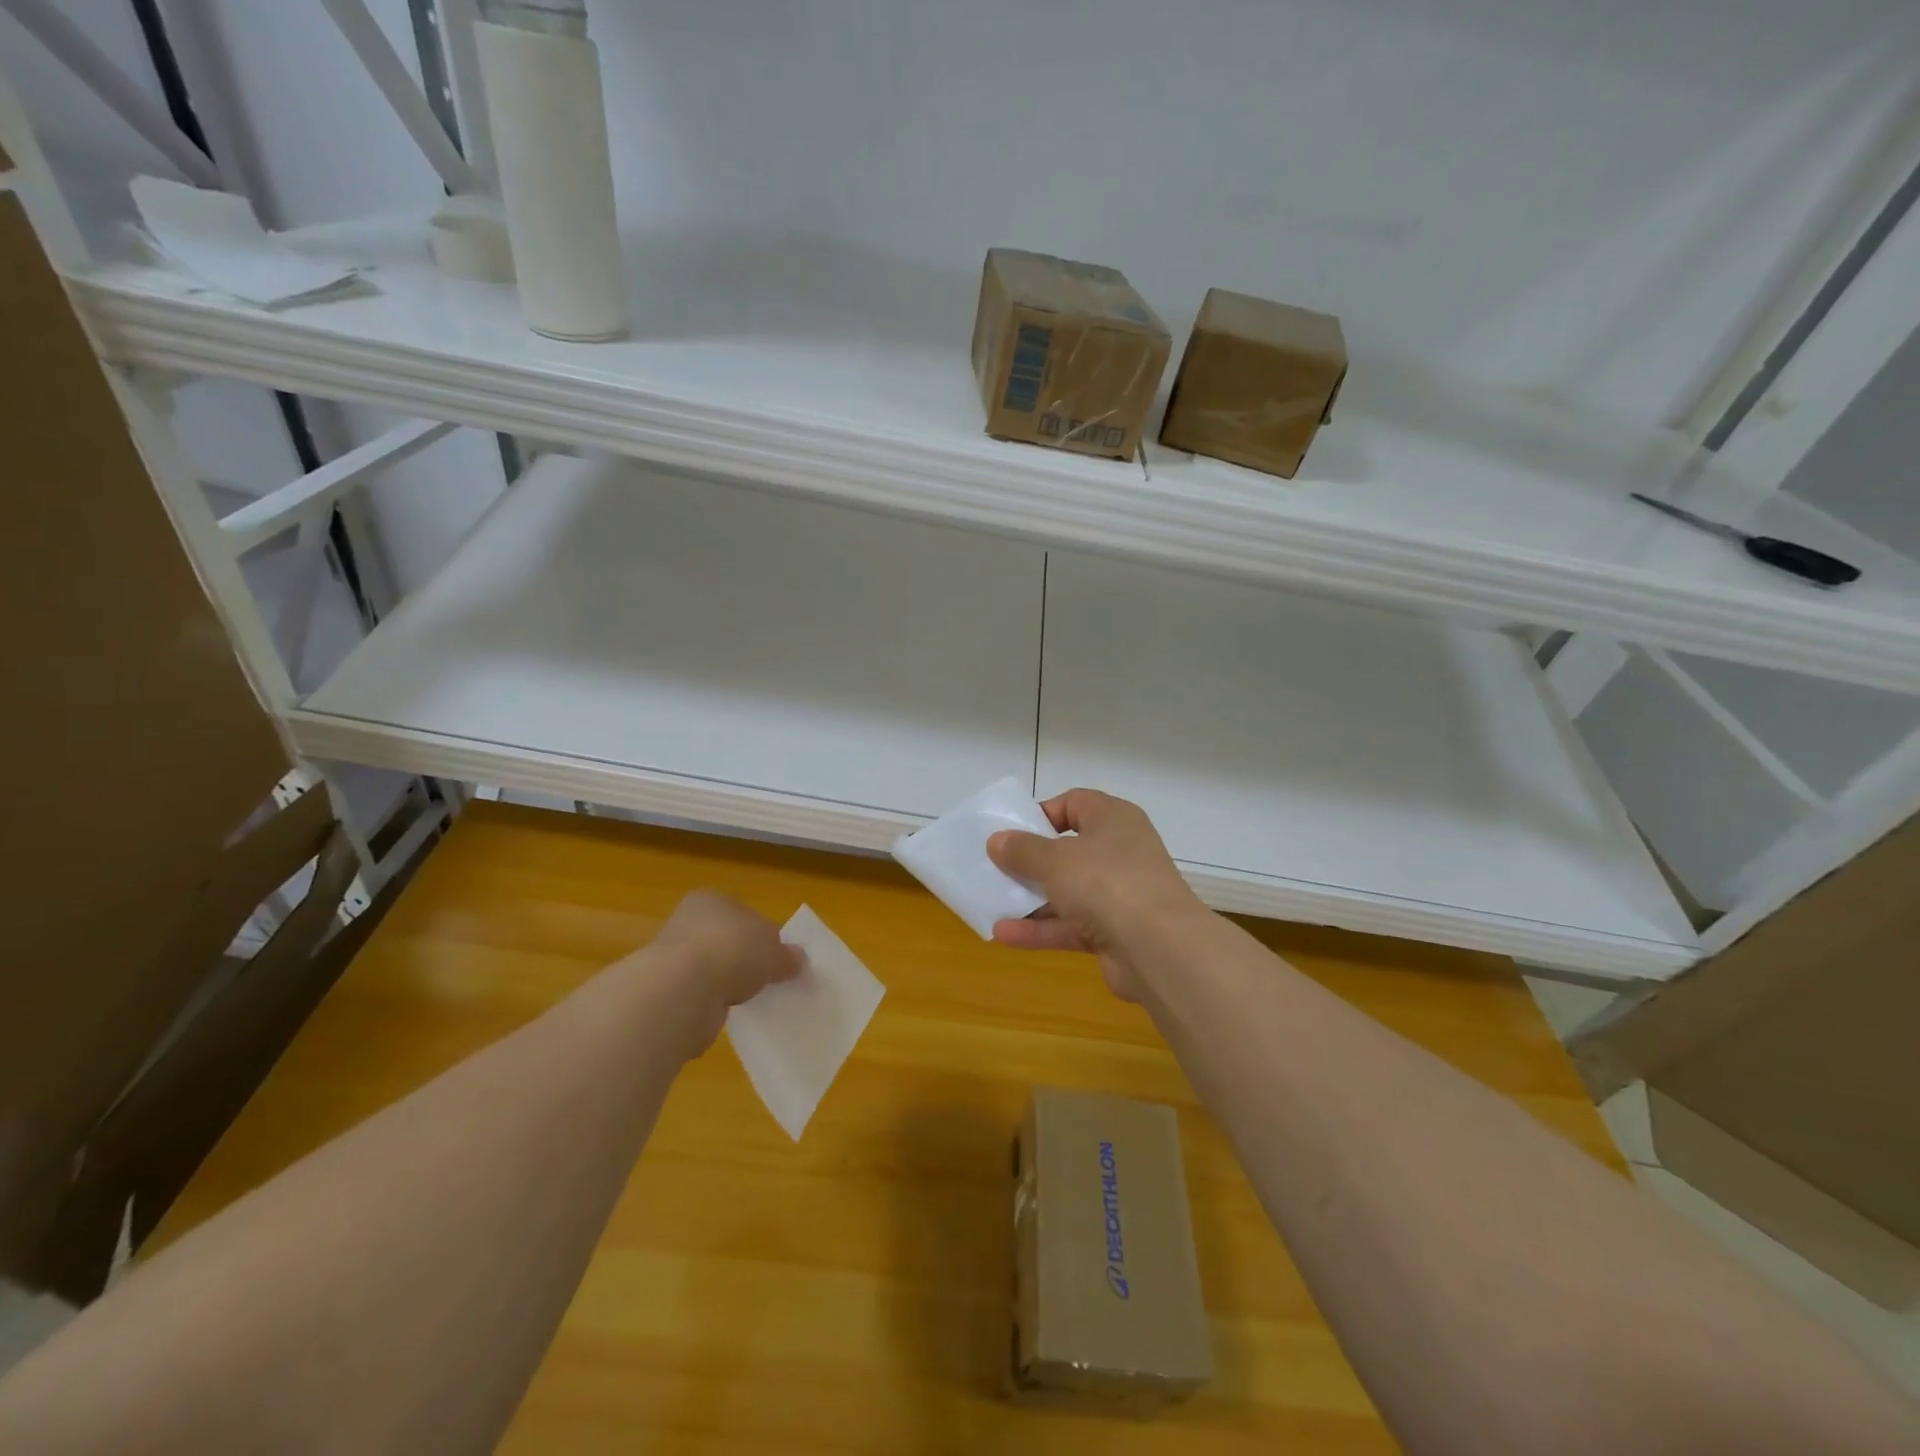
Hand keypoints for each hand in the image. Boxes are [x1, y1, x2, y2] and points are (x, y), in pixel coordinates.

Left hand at [647, 891, 803, 1055]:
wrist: (682, 991)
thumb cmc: (733, 950)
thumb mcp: (775, 950)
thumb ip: (787, 955)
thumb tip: (799, 960)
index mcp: (712, 900)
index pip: (743, 912)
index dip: (763, 933)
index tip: (778, 956)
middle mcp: (688, 922)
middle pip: (726, 941)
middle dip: (745, 960)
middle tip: (768, 979)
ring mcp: (673, 958)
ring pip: (712, 969)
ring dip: (727, 984)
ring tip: (751, 1000)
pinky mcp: (667, 992)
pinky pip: (700, 996)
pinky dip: (712, 1005)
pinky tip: (728, 1015)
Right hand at [987, 789, 1204, 1000]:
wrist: (1159, 949)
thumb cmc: (1106, 883)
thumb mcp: (1055, 860)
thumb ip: (1022, 850)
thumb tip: (997, 841)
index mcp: (1113, 820)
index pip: (1075, 803)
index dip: (1042, 814)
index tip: (1012, 831)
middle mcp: (1119, 852)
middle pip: (1068, 850)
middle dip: (1031, 861)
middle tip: (996, 868)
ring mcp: (1120, 894)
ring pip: (1068, 891)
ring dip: (1031, 899)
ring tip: (991, 902)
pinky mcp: (1115, 932)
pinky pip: (1071, 925)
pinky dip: (1042, 929)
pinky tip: (1004, 934)